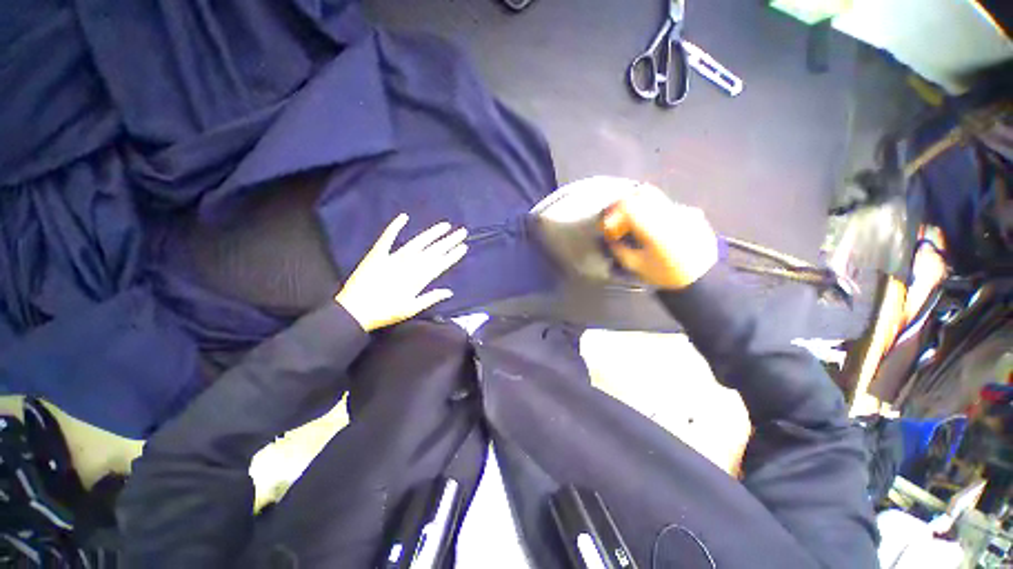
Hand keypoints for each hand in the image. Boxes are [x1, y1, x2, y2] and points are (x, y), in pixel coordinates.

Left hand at [335, 214, 467, 331]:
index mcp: (418, 279)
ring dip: (432, 233)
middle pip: (433, 251)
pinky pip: (388, 238)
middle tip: (462, 231)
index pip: (440, 264)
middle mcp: (409, 265)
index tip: (463, 246)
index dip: (453, 255)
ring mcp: (394, 258)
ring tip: (445, 225)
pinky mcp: (378, 254)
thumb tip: (449, 292)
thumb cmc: (385, 312)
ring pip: (417, 243)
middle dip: (449, 241)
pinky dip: (395, 227)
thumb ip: (431, 298)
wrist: (355, 311)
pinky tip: (404, 217)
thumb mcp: (411, 309)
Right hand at [599, 185, 717, 289]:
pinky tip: (657, 231)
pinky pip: (669, 207)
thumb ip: (619, 249)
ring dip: (641, 207)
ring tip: (638, 225)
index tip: (610, 227)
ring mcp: (684, 211)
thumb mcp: (636, 266)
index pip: (628, 206)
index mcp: (654, 227)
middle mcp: (669, 213)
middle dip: (626, 204)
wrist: (704, 279)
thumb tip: (611, 239)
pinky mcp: (693, 214)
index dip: (614, 214)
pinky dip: (657, 214)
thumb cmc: (667, 275)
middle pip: (642, 193)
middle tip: (620, 219)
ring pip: (656, 198)